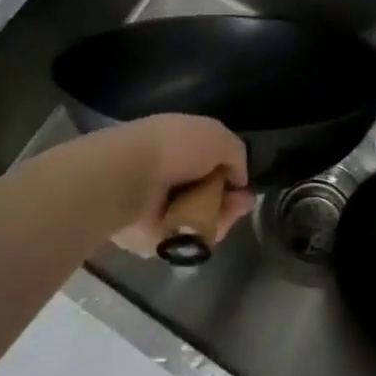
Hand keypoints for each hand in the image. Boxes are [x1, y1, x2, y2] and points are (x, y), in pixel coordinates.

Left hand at [67, 114, 254, 257]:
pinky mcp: (156, 238)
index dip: (231, 173)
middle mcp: (171, 176)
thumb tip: (239, 180)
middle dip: (230, 199)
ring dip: (221, 217)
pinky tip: (208, 225)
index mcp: (178, 146)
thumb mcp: (216, 135)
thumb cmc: (174, 147)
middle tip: (242, 203)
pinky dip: (203, 233)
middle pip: (210, 194)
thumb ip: (235, 154)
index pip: (211, 163)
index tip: (244, 183)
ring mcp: (162, 208)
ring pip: (203, 218)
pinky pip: (190, 239)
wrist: (131, 177)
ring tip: (227, 212)